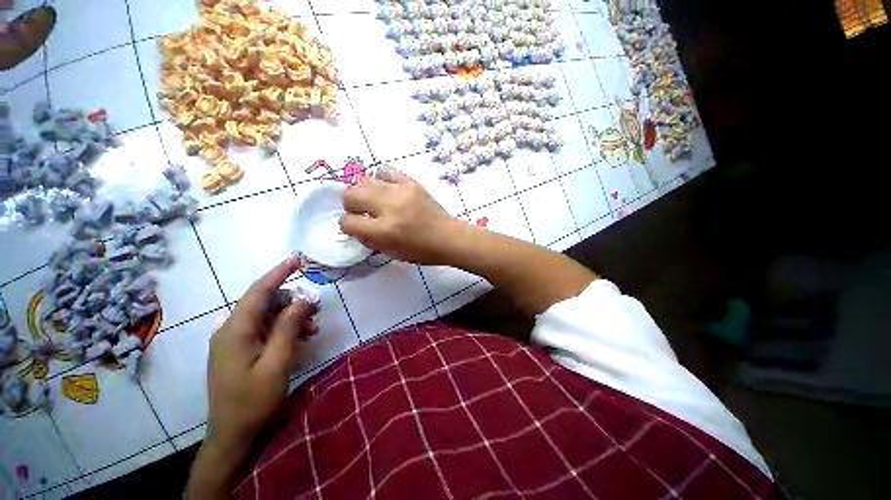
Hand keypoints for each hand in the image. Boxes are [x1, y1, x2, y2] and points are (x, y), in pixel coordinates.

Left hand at [206, 255, 317, 447]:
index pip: (259, 291)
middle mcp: (231, 330)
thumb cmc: (254, 401)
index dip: (278, 273)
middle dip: (293, 301)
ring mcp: (234, 341)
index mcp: (235, 331)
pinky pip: (265, 330)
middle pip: (265, 302)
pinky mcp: (240, 351)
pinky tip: (300, 339)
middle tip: (317, 309)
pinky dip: (284, 329)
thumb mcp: (277, 363)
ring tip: (313, 329)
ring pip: (267, 316)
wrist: (233, 436)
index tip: (297, 259)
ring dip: (291, 317)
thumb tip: (303, 300)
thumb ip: (288, 328)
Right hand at [339, 168, 456, 264]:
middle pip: (351, 194)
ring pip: (364, 180)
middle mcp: (390, 207)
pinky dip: (381, 181)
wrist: (448, 237)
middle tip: (362, 211)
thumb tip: (354, 224)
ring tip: (375, 201)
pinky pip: (386, 172)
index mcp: (385, 231)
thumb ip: (368, 238)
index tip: (356, 226)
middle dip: (351, 205)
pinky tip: (388, 191)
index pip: (348, 222)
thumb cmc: (421, 251)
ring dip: (364, 192)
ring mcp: (401, 191)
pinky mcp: (411, 182)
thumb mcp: (391, 253)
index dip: (348, 226)